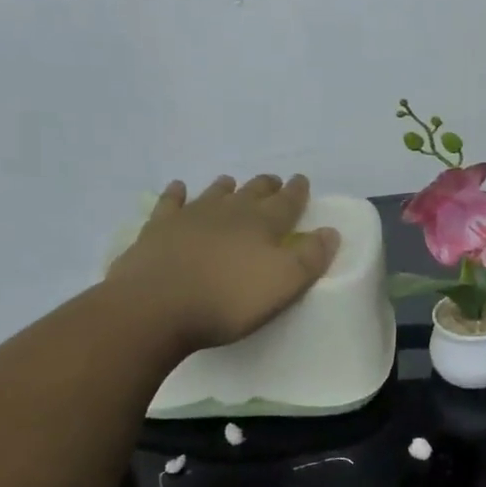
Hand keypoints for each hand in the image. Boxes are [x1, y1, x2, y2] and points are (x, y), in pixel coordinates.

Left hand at [105, 174, 340, 353]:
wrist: (155, 306)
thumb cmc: (227, 300)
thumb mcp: (283, 284)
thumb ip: (310, 258)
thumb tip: (330, 231)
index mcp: (262, 224)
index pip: (287, 201)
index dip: (297, 191)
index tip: (301, 180)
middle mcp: (229, 212)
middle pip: (252, 192)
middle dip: (266, 186)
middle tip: (273, 182)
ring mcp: (190, 216)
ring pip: (214, 194)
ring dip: (226, 188)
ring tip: (231, 183)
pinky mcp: (158, 229)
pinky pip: (170, 203)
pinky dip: (176, 194)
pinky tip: (178, 188)